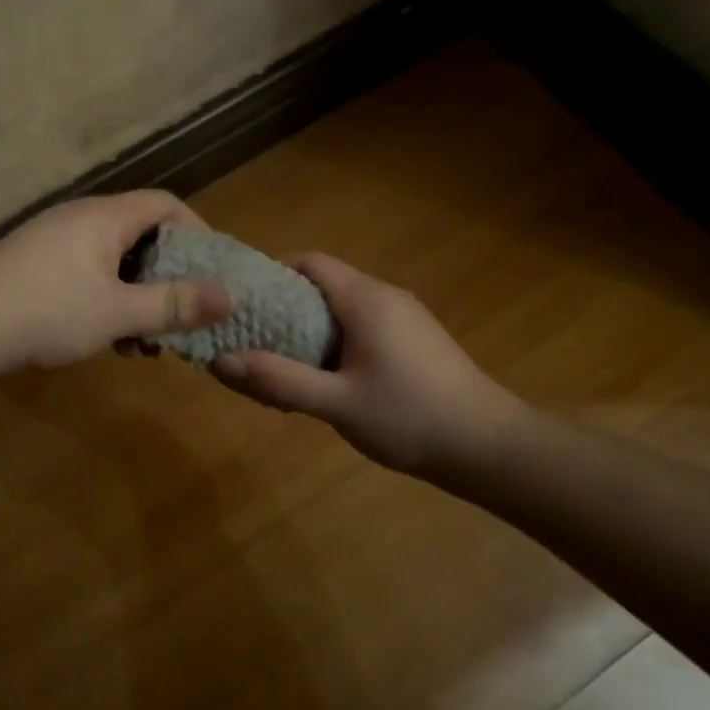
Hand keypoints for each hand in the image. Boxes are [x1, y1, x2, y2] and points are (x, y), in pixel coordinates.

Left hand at [0, 191, 232, 368]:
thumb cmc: (47, 312)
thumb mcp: (118, 312)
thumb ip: (173, 304)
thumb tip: (230, 296)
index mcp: (105, 217)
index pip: (166, 204)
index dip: (198, 231)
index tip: (215, 271)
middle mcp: (81, 220)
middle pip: (141, 235)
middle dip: (167, 277)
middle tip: (182, 315)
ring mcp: (55, 243)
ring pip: (114, 263)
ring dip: (137, 298)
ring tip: (145, 342)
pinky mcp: (37, 268)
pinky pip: (88, 277)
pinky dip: (108, 303)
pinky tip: (109, 341)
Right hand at [210, 254, 531, 479]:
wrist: (488, 447)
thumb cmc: (409, 417)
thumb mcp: (335, 402)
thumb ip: (278, 380)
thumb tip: (221, 360)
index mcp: (365, 299)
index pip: (309, 262)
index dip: (271, 274)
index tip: (242, 303)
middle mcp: (384, 297)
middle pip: (322, 286)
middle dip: (283, 310)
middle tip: (251, 343)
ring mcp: (404, 319)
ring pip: (341, 311)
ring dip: (307, 332)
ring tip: (280, 367)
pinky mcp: (414, 342)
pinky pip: (361, 329)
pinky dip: (333, 344)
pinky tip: (323, 382)